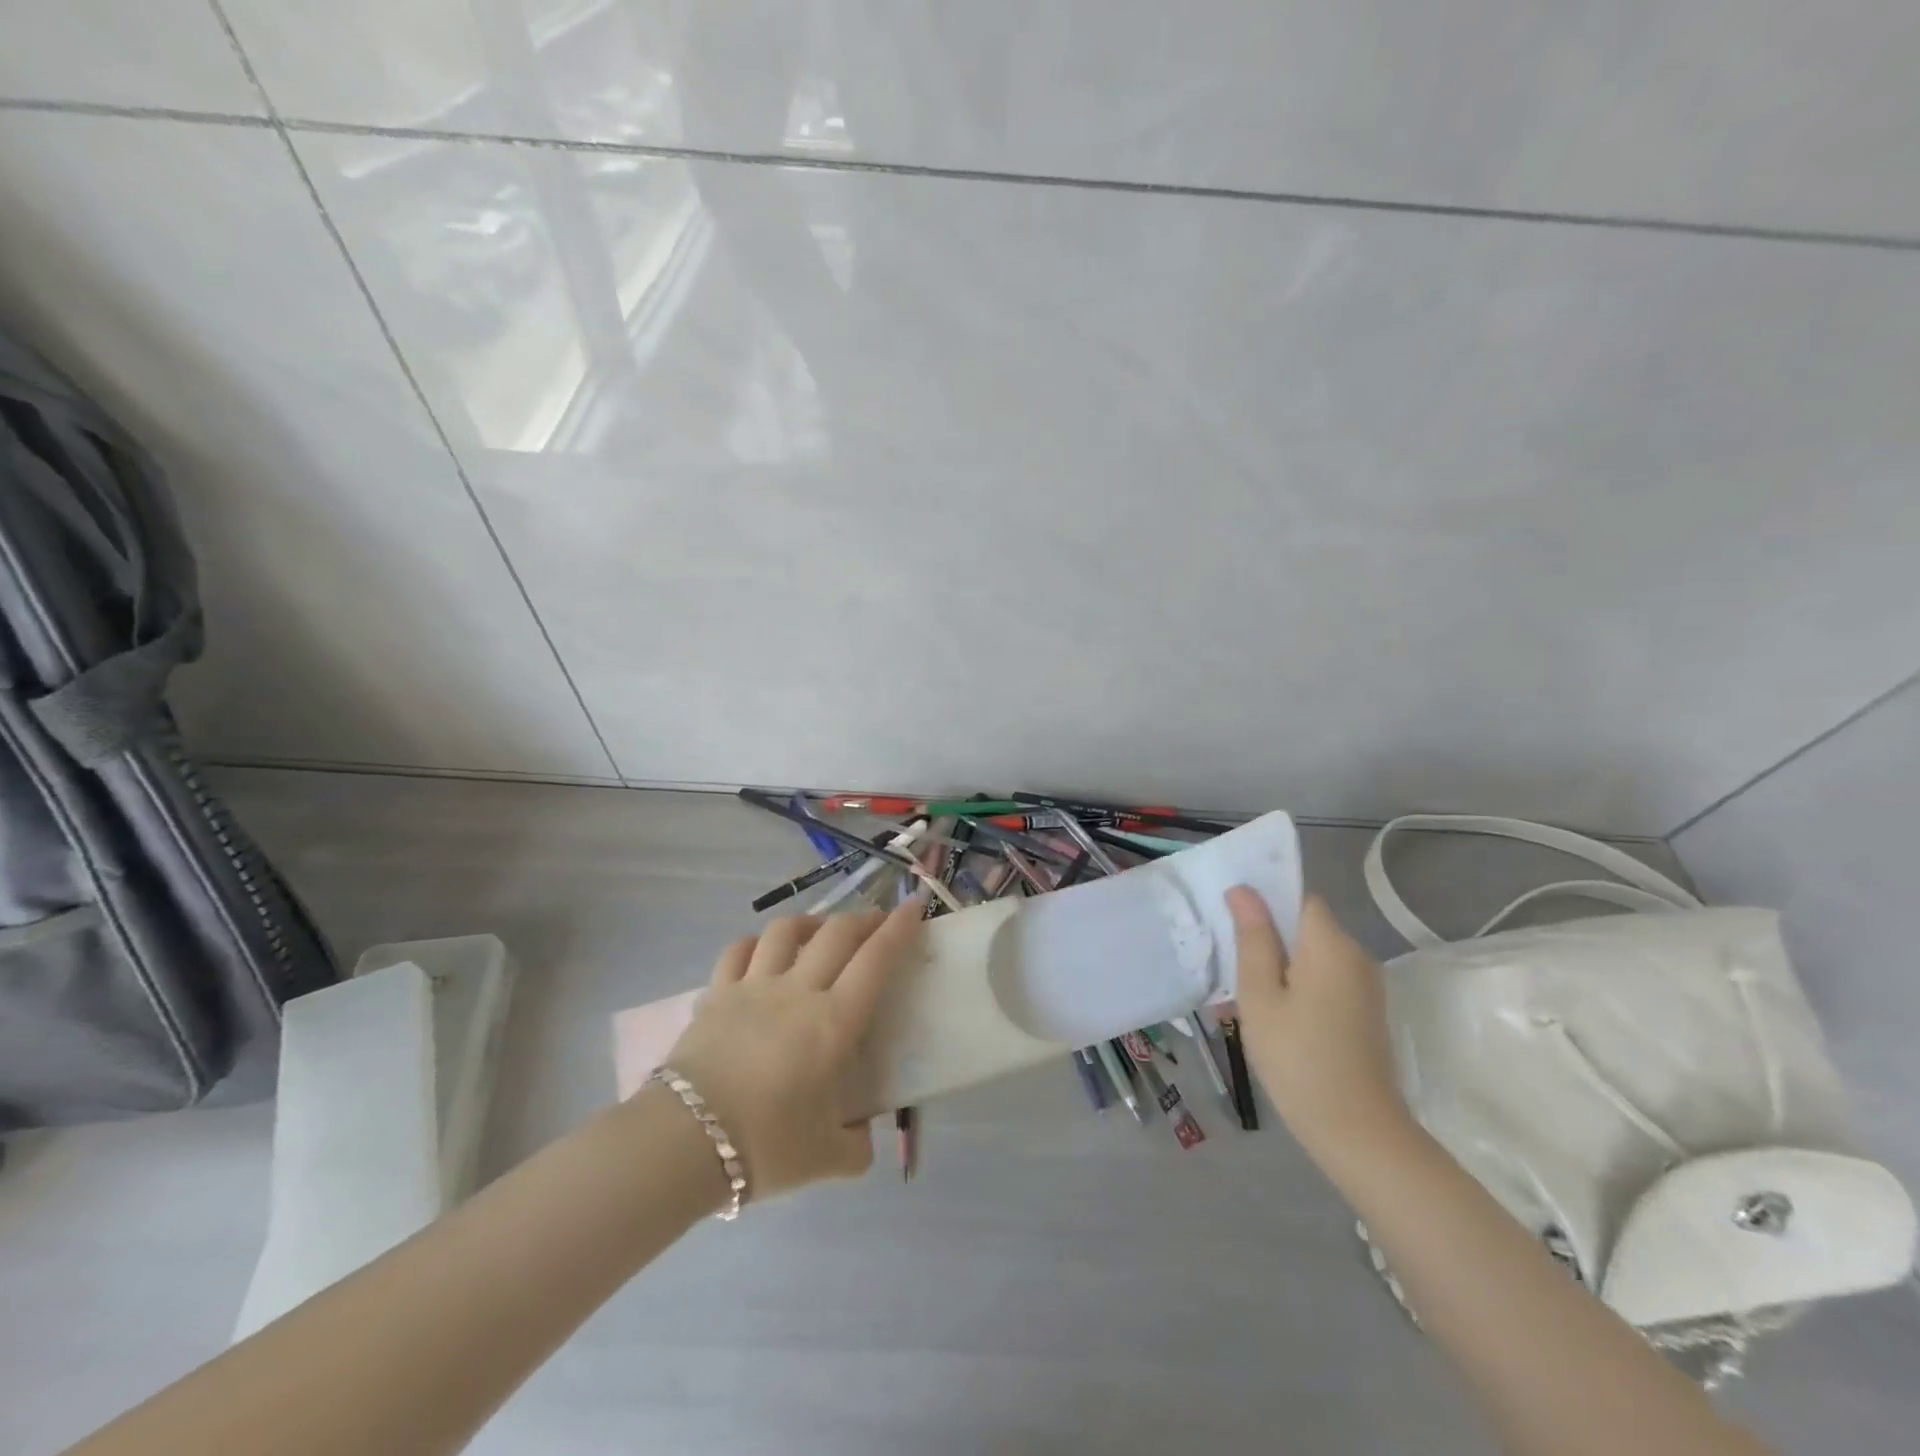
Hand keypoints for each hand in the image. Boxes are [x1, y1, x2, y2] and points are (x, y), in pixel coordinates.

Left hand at [659, 896, 924, 1202]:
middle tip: (878, 922)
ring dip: (811, 922)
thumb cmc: (764, 1145)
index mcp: (833, 1022)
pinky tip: (764, 949)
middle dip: (864, 919)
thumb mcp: (826, 1159)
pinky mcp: (716, 994)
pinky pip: (738, 951)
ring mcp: (753, 986)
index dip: (899, 929)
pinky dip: (757, 942)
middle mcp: (797, 990)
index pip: (876, 960)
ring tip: (821, 929)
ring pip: (786, 930)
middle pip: (836, 933)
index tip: (914, 907)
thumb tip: (862, 1138)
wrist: (684, 1142)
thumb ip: (856, 1147)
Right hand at [1225, 888, 1410, 1158]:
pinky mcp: (1366, 1012)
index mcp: (1331, 945)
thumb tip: (1244, 890)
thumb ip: (1253, 938)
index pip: (1299, 899)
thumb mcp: (1260, 996)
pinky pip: (1326, 980)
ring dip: (1282, 965)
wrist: (1358, 1132)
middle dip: (1269, 937)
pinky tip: (1275, 1017)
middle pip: (1307, 926)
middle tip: (1231, 965)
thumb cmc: (1298, 1059)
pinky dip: (1299, 986)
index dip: (1267, 901)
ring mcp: (1366, 986)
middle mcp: (1356, 956)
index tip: (1234, 923)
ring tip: (1246, 996)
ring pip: (1314, 956)